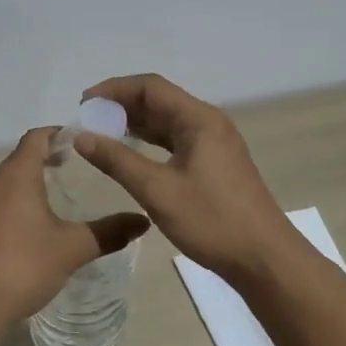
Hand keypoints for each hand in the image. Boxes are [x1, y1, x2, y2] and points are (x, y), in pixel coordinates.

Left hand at [0, 127, 148, 327]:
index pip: (36, 138)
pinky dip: (10, 205)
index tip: (79, 140)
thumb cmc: (23, 267)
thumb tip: (143, 221)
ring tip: (51, 198)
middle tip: (71, 167)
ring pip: (3, 183)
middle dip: (44, 158)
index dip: (58, 134)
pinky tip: (24, 231)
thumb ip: (109, 232)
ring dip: (26, 183)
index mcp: (16, 176)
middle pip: (19, 158)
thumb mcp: (72, 249)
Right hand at [75, 74, 302, 283]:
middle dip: (122, 106)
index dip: (114, 89)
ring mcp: (214, 143)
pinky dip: (150, 141)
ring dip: (134, 124)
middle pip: (159, 100)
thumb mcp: (157, 190)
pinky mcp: (214, 163)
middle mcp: (208, 122)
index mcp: (199, 119)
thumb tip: (81, 136)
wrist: (264, 259)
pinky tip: (130, 153)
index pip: (150, 87)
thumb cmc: (211, 220)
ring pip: (167, 121)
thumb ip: (117, 160)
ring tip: (101, 133)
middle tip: (88, 120)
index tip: (83, 103)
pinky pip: (175, 140)